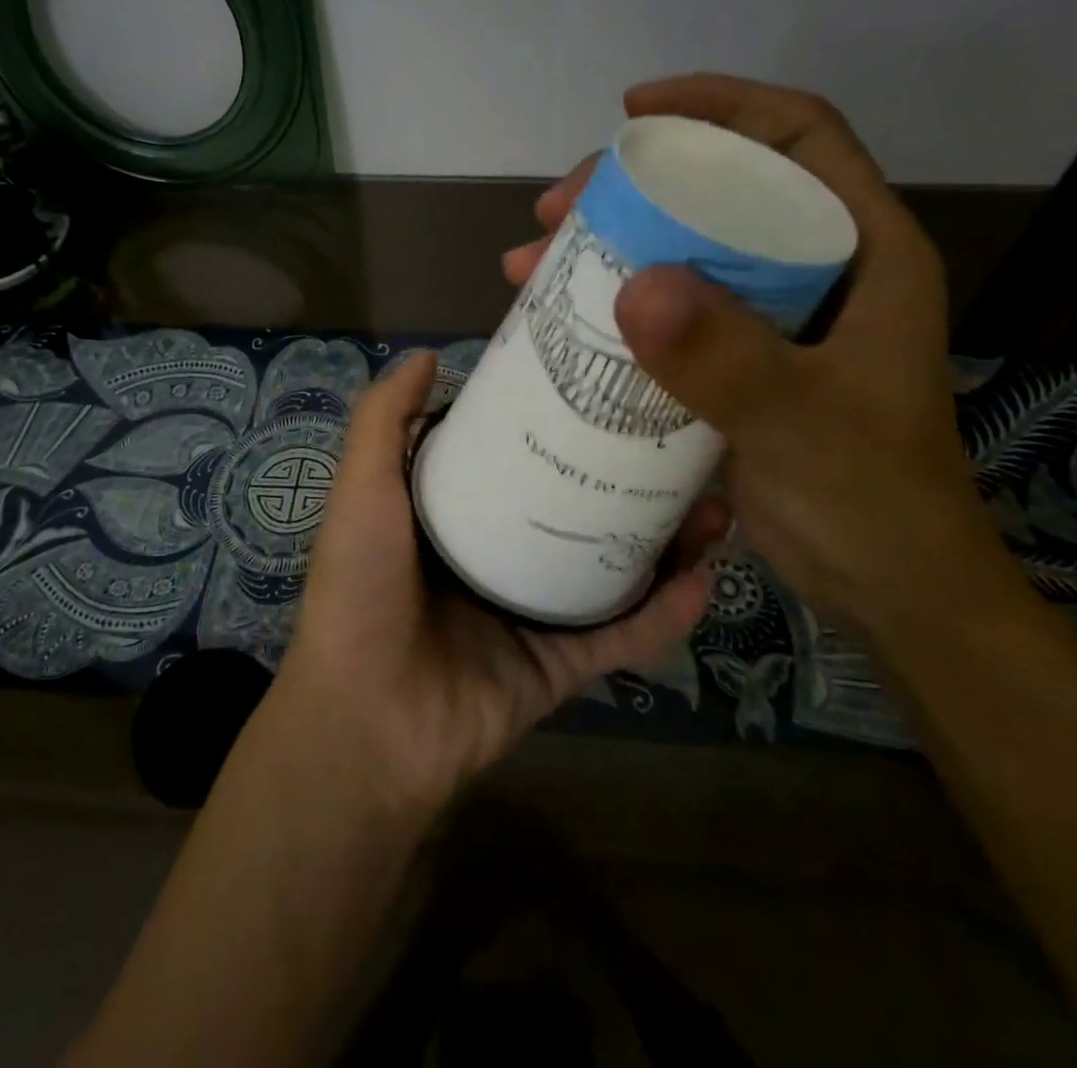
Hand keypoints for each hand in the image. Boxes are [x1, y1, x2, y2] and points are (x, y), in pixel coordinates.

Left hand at [274, 351, 722, 815]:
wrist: (365, 721)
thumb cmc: (361, 589)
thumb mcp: (363, 489)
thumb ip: (383, 421)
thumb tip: (426, 354)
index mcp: (457, 513)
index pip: (519, 455)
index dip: (560, 421)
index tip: (610, 386)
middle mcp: (499, 556)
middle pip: (576, 509)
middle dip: (630, 479)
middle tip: (684, 445)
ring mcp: (533, 614)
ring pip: (612, 569)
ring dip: (665, 542)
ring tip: (715, 505)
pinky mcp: (560, 667)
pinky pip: (621, 637)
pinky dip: (664, 615)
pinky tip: (706, 579)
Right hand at [505, 74, 1015, 644]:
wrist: (887, 588)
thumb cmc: (871, 498)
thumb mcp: (803, 423)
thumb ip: (728, 359)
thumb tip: (633, 285)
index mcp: (862, 252)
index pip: (797, 136)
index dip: (719, 105)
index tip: (633, 111)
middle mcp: (815, 270)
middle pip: (718, 190)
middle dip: (631, 187)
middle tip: (554, 212)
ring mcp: (771, 319)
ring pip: (681, 251)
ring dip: (605, 248)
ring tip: (530, 264)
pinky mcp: (735, 362)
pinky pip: (667, 310)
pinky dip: (613, 305)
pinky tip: (561, 318)